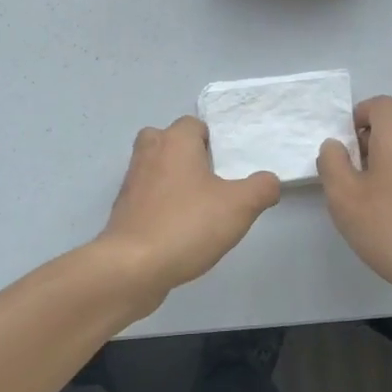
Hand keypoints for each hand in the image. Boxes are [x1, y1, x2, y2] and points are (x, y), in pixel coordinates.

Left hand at [98, 117, 279, 310]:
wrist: (133, 266)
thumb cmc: (187, 225)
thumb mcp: (239, 206)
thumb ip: (262, 188)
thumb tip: (269, 181)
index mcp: (174, 140)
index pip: (194, 125)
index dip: (214, 142)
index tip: (229, 167)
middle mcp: (149, 152)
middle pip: (170, 141)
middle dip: (190, 157)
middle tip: (213, 183)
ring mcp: (131, 181)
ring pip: (157, 169)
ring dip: (175, 182)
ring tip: (200, 209)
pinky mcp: (123, 209)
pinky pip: (148, 197)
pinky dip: (162, 206)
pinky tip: (179, 230)